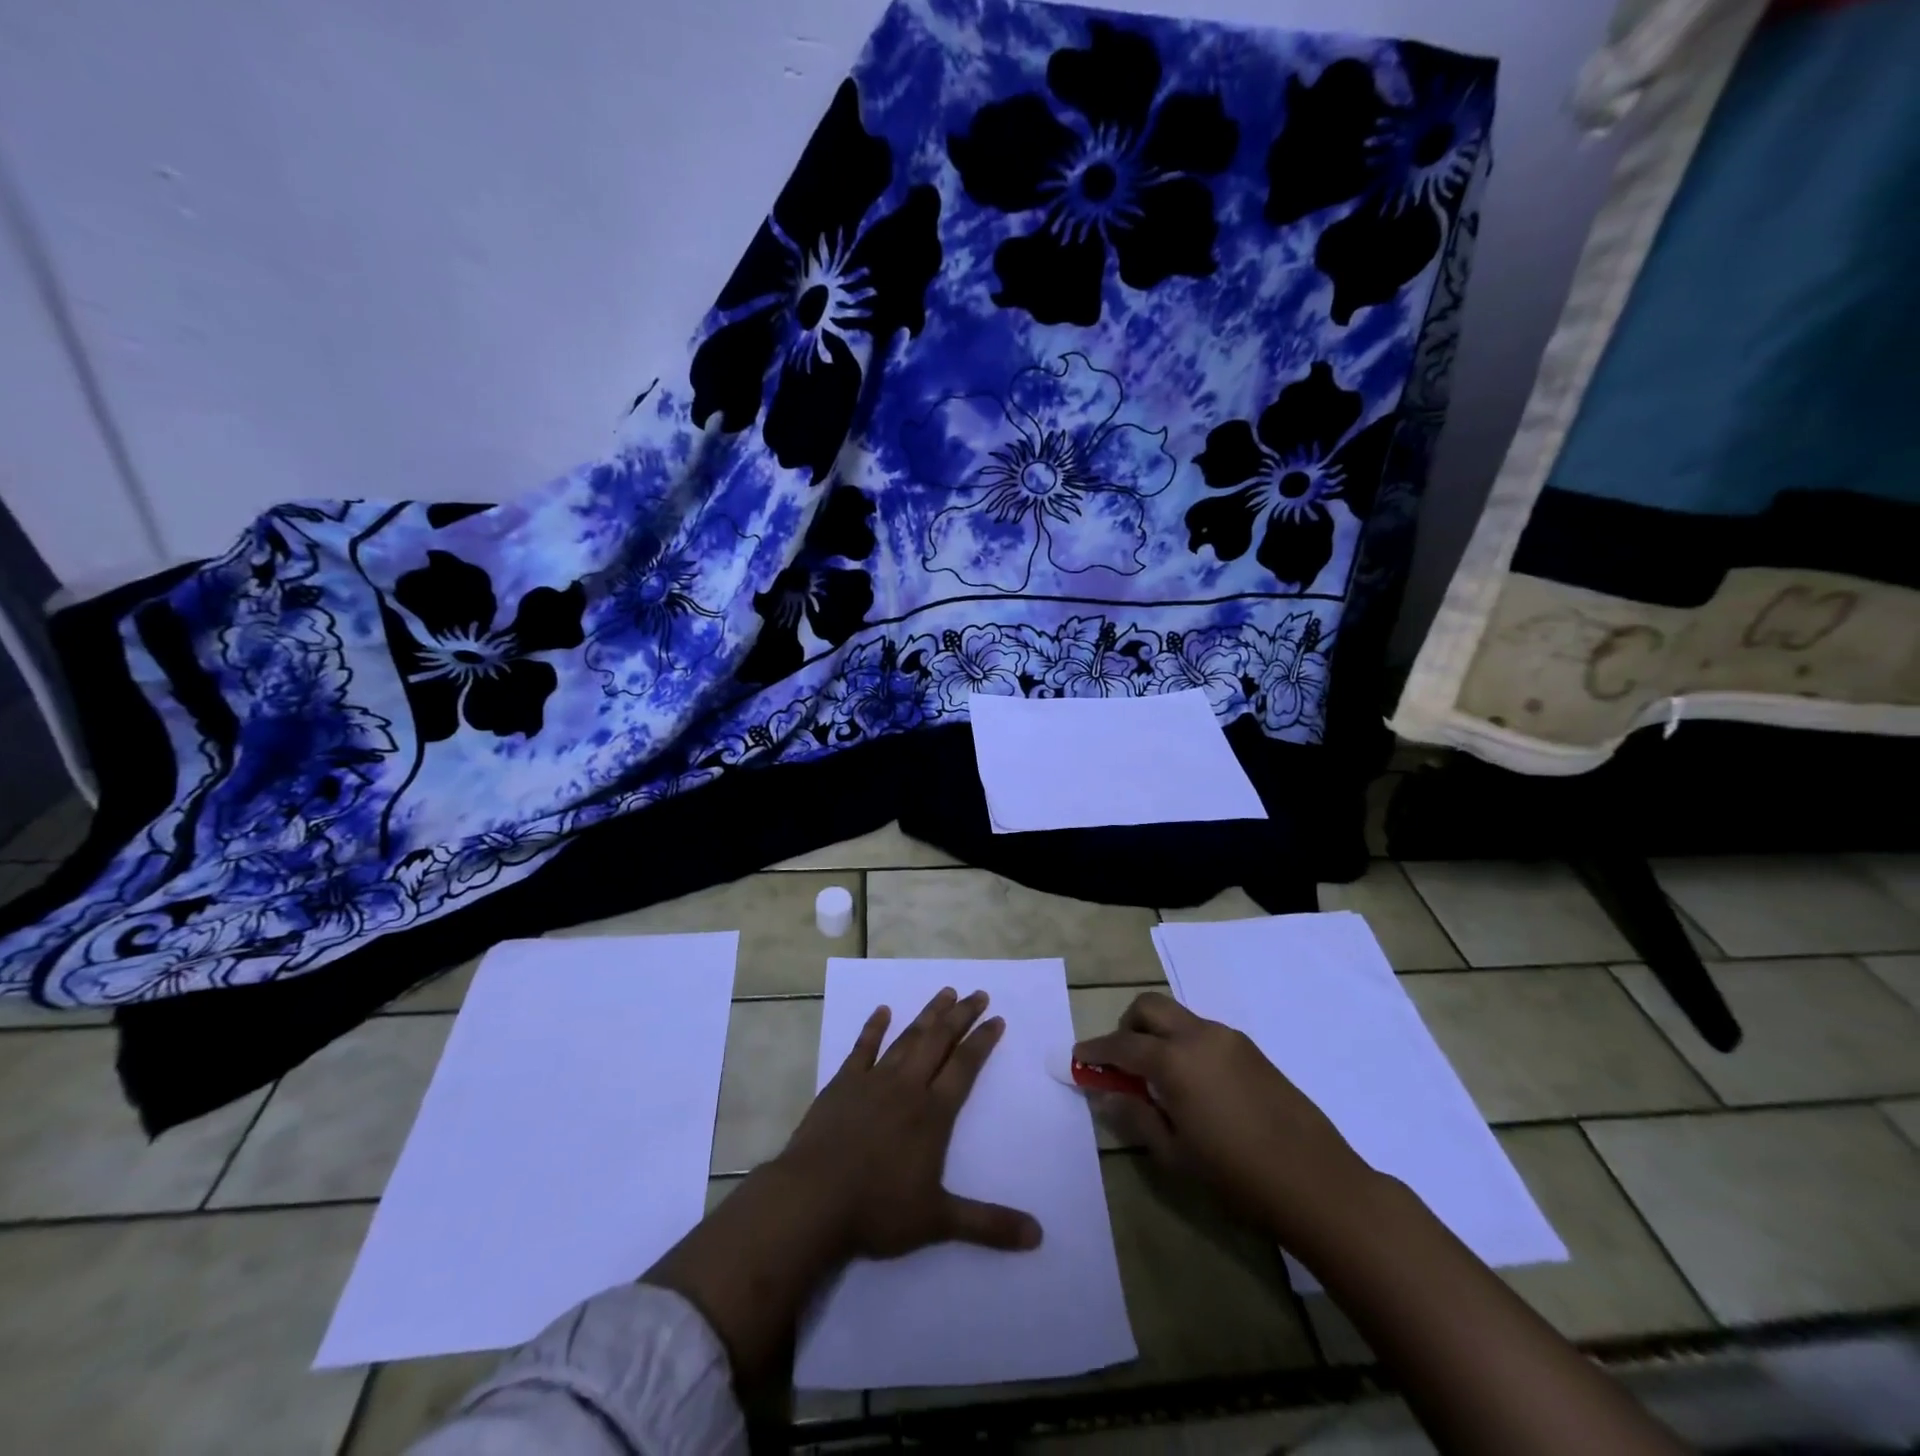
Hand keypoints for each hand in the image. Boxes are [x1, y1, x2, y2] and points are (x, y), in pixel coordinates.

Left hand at [777, 986, 1042, 1259]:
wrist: (812, 1199)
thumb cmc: (878, 1210)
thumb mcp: (938, 1222)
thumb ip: (988, 1224)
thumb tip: (1038, 1236)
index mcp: (933, 1113)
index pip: (965, 1066)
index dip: (982, 1041)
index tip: (997, 1018)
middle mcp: (907, 1087)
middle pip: (939, 1041)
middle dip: (961, 1015)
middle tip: (977, 993)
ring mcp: (873, 1081)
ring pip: (907, 1038)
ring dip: (928, 1015)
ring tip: (944, 993)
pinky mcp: (842, 1084)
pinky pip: (862, 1048)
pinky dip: (874, 1028)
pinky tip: (882, 1011)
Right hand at [1075, 990, 1372, 1244]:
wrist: (1318, 1183)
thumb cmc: (1237, 1176)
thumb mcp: (1175, 1155)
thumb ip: (1136, 1117)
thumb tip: (1106, 1096)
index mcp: (1174, 1060)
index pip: (1122, 1044)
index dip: (1096, 1050)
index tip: (1079, 1058)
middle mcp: (1199, 1036)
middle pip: (1149, 1007)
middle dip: (1126, 1025)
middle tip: (1120, 1060)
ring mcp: (1229, 1039)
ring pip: (1178, 1016)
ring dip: (1157, 1033)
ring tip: (1157, 1078)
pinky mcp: (1252, 1050)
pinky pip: (1204, 1032)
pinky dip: (1184, 1043)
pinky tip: (1193, 1084)